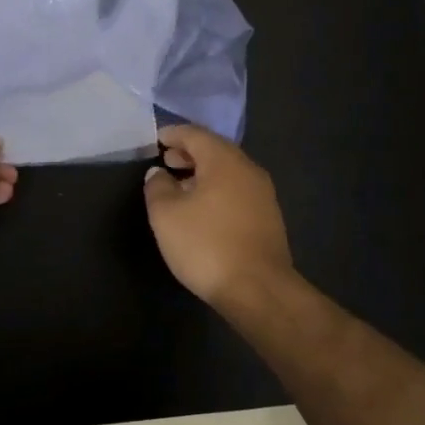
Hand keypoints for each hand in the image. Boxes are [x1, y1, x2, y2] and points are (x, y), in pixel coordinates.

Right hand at [143, 124, 293, 304]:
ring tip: (180, 186)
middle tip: (167, 160)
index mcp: (224, 161)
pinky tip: (203, 208)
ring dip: (204, 173)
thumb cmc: (206, 244)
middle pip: (216, 150)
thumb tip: (159, 173)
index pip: (196, 135)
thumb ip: (158, 187)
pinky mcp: (268, 218)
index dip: (174, 134)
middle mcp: (248, 170)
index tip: (156, 139)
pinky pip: (237, 190)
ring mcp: (263, 195)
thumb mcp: (166, 215)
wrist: (259, 290)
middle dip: (190, 153)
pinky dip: (217, 189)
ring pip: (228, 172)